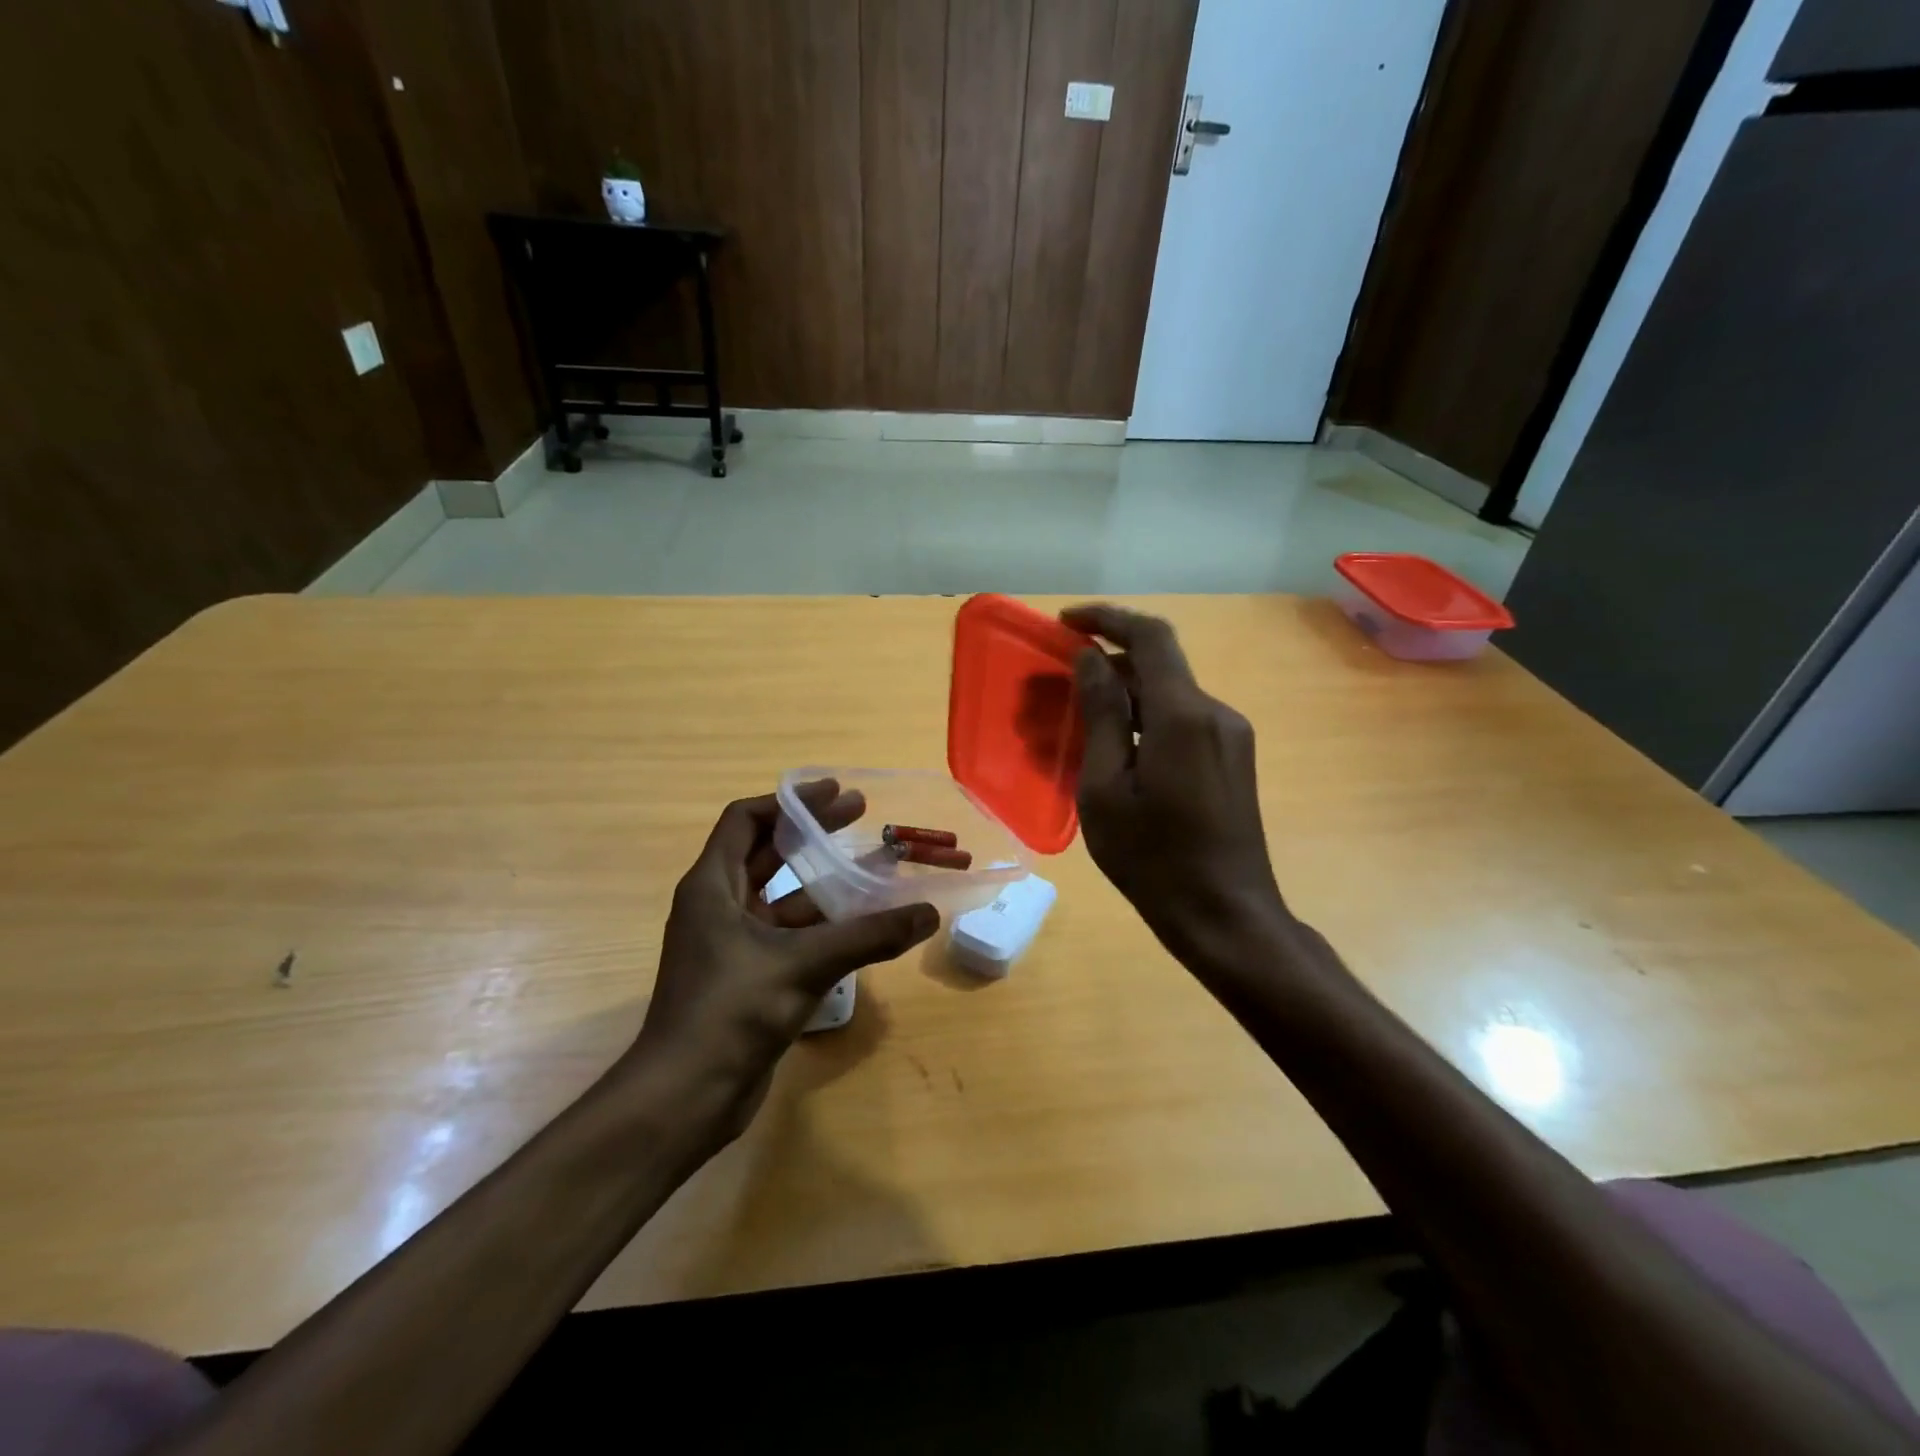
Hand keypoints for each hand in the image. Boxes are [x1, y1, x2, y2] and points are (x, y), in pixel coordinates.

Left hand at [629, 783, 938, 1138]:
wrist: (685, 1098)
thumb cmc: (731, 1011)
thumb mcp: (804, 964)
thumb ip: (868, 935)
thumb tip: (928, 913)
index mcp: (712, 886)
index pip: (746, 820)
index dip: (789, 802)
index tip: (835, 794)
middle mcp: (718, 906)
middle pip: (767, 853)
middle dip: (812, 833)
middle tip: (861, 815)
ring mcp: (733, 944)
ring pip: (783, 897)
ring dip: (824, 882)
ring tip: (874, 868)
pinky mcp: (748, 977)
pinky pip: (790, 935)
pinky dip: (823, 924)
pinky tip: (862, 925)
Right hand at [1063, 605, 1287, 966]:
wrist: (1225, 915)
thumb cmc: (1153, 859)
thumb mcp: (1105, 789)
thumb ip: (1101, 715)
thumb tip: (1091, 659)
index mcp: (1183, 715)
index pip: (1149, 636)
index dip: (1106, 619)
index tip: (1065, 622)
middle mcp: (1215, 713)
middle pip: (1157, 665)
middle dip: (1104, 666)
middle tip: (1055, 691)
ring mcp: (1230, 736)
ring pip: (1168, 696)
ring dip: (1121, 698)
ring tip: (1075, 728)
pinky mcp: (1233, 759)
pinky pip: (1182, 722)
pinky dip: (1144, 722)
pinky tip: (1114, 754)